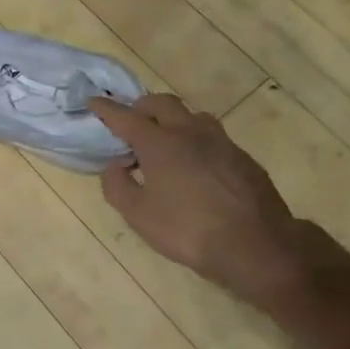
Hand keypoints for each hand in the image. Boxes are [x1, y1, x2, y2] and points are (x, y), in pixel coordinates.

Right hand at [88, 94, 314, 306]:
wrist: (255, 245)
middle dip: (142, 106)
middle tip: (131, 121)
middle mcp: (190, 132)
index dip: (107, 109)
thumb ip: (117, 186)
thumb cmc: (187, 230)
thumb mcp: (138, 215)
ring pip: (192, 116)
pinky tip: (195, 165)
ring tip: (165, 142)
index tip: (94, 102)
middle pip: (162, 103)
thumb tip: (114, 166)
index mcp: (159, 143)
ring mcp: (221, 142)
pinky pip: (213, 137)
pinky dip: (195, 140)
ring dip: (173, 120)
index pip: (126, 117)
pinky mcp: (242, 158)